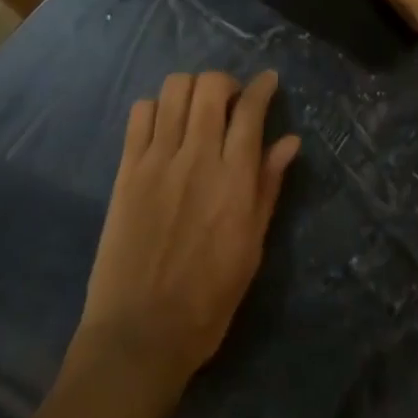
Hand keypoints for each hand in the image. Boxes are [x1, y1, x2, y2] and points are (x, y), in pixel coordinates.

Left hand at [71, 71, 300, 399]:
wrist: (139, 336)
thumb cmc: (206, 301)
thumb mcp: (251, 249)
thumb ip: (268, 187)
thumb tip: (290, 141)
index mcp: (233, 180)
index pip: (251, 110)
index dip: (262, 86)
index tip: (268, 81)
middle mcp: (197, 157)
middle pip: (211, 86)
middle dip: (226, 82)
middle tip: (229, 102)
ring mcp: (158, 159)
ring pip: (175, 88)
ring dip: (191, 89)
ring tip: (195, 110)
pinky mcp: (128, 169)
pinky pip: (140, 112)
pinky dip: (156, 107)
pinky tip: (163, 127)